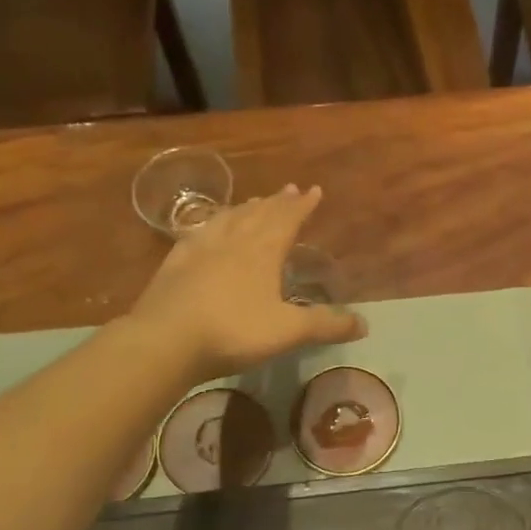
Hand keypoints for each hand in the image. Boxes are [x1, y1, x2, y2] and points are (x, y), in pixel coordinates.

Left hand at [128, 184, 364, 380]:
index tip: (314, 190)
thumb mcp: (288, 331)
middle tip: (289, 189)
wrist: (165, 339)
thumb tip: (365, 324)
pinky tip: (207, 228)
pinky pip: (198, 232)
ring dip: (246, 208)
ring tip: (255, 201)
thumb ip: (326, 325)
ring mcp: (201, 248)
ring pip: (229, 219)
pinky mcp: (175, 262)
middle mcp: (234, 240)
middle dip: (278, 202)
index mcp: (263, 251)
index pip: (288, 219)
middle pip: (259, 213)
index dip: (303, 205)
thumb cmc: (233, 331)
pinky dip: (211, 224)